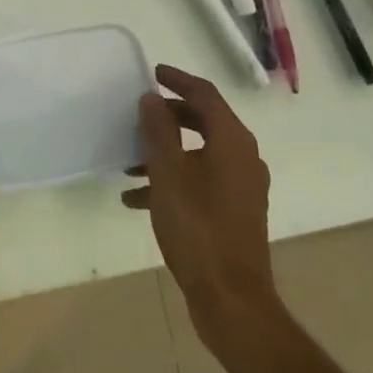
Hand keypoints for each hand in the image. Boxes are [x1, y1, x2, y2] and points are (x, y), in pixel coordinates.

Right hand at [123, 64, 280, 354]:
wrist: (231, 298)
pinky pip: (200, 181)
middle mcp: (243, 157)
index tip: (153, 73)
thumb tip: (153, 98)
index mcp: (232, 141)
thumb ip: (159, 130)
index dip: (178, 80)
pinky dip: (172, 180)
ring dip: (165, 152)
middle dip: (169, 117)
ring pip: (199, 153)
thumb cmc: (197, 227)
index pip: (206, 94)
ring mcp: (241, 187)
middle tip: (139, 115)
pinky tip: (137, 199)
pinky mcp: (234, 212)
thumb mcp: (168, 173)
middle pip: (204, 122)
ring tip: (128, 163)